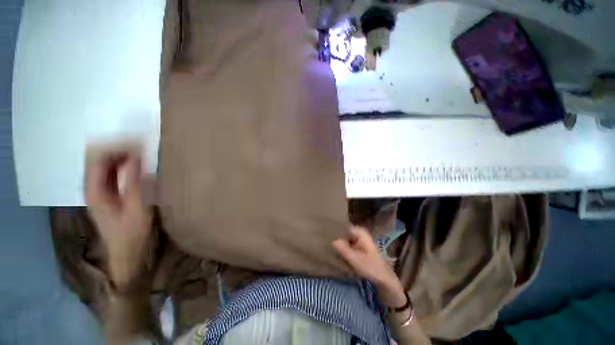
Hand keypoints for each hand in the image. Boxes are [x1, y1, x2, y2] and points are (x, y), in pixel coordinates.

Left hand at [85, 145, 152, 289]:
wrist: (126, 254)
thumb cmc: (132, 234)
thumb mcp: (137, 210)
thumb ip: (134, 184)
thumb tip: (136, 157)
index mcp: (95, 191)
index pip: (98, 158)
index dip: (117, 146)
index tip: (141, 142)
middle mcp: (93, 187)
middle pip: (99, 157)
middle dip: (119, 146)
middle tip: (144, 144)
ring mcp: (100, 190)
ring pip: (105, 162)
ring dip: (122, 153)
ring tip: (143, 150)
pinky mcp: (109, 193)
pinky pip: (113, 170)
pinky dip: (125, 163)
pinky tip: (139, 163)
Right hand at [333, 226, 405, 306]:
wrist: (385, 279)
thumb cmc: (372, 268)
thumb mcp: (356, 260)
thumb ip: (344, 249)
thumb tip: (332, 240)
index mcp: (361, 233)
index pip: (345, 226)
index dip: (336, 228)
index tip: (326, 231)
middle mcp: (360, 234)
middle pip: (345, 231)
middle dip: (336, 235)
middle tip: (325, 238)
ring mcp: (360, 241)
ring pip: (346, 237)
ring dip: (339, 241)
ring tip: (328, 243)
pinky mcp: (360, 248)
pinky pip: (349, 243)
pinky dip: (343, 246)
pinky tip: (336, 250)